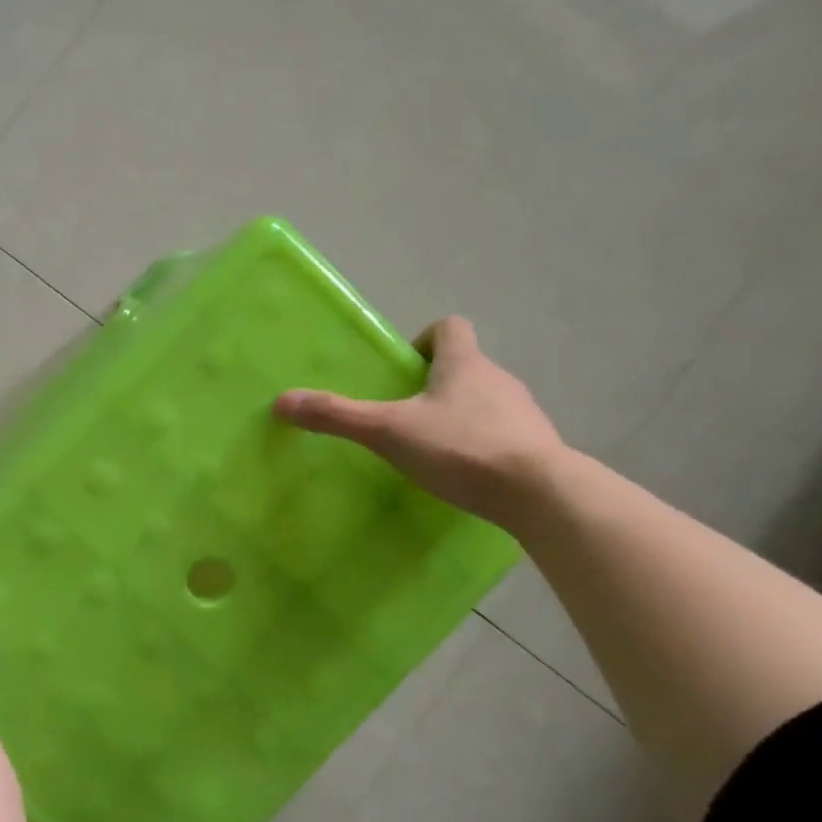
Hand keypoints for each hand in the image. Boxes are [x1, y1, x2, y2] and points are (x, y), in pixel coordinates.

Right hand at [273, 316, 565, 526]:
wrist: (539, 494)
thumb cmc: (461, 448)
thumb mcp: (388, 432)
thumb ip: (337, 416)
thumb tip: (283, 401)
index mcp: (464, 364)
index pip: (450, 327)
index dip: (426, 339)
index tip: (406, 366)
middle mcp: (498, 379)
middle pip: (466, 366)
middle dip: (435, 383)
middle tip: (405, 414)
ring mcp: (523, 414)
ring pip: (485, 401)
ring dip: (459, 414)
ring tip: (431, 447)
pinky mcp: (536, 447)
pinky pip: (503, 434)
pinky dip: (482, 444)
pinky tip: (464, 474)